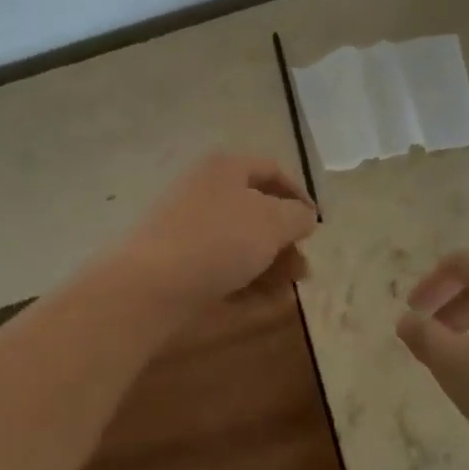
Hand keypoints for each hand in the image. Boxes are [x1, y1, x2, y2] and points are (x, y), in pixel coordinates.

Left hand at [116, 153, 316, 311]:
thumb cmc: (219, 240)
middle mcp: (205, 188)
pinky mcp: (177, 259)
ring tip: (289, 289)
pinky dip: (244, 279)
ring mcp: (187, 224)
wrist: (151, 285)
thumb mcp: (272, 223)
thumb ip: (296, 216)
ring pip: (239, 239)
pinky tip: (264, 302)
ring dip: (269, 263)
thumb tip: (304, 216)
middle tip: (303, 266)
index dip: (299, 194)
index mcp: (225, 167)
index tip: (317, 224)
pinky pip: (220, 263)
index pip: (271, 170)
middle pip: (255, 208)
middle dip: (284, 239)